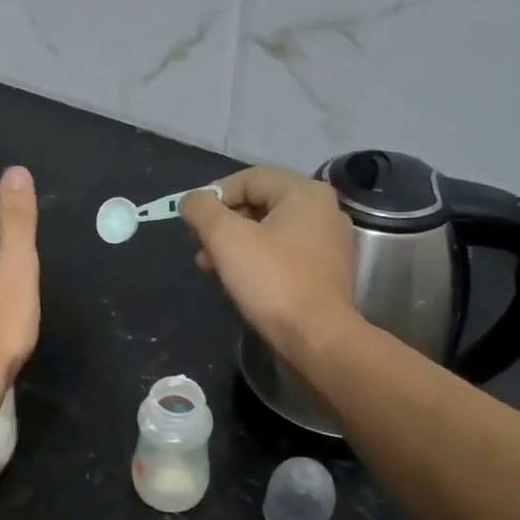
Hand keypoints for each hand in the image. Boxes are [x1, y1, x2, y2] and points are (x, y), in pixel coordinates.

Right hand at [180, 166, 355, 355]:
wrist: (317, 340)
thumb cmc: (272, 282)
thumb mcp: (226, 239)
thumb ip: (203, 210)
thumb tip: (191, 200)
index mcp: (305, 193)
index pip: (248, 179)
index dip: (213, 196)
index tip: (191, 222)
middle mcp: (323, 211)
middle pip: (258, 203)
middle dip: (222, 224)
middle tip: (199, 248)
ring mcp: (328, 243)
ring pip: (268, 230)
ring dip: (234, 244)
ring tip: (211, 267)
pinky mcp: (325, 271)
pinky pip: (282, 253)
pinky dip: (256, 260)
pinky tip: (237, 281)